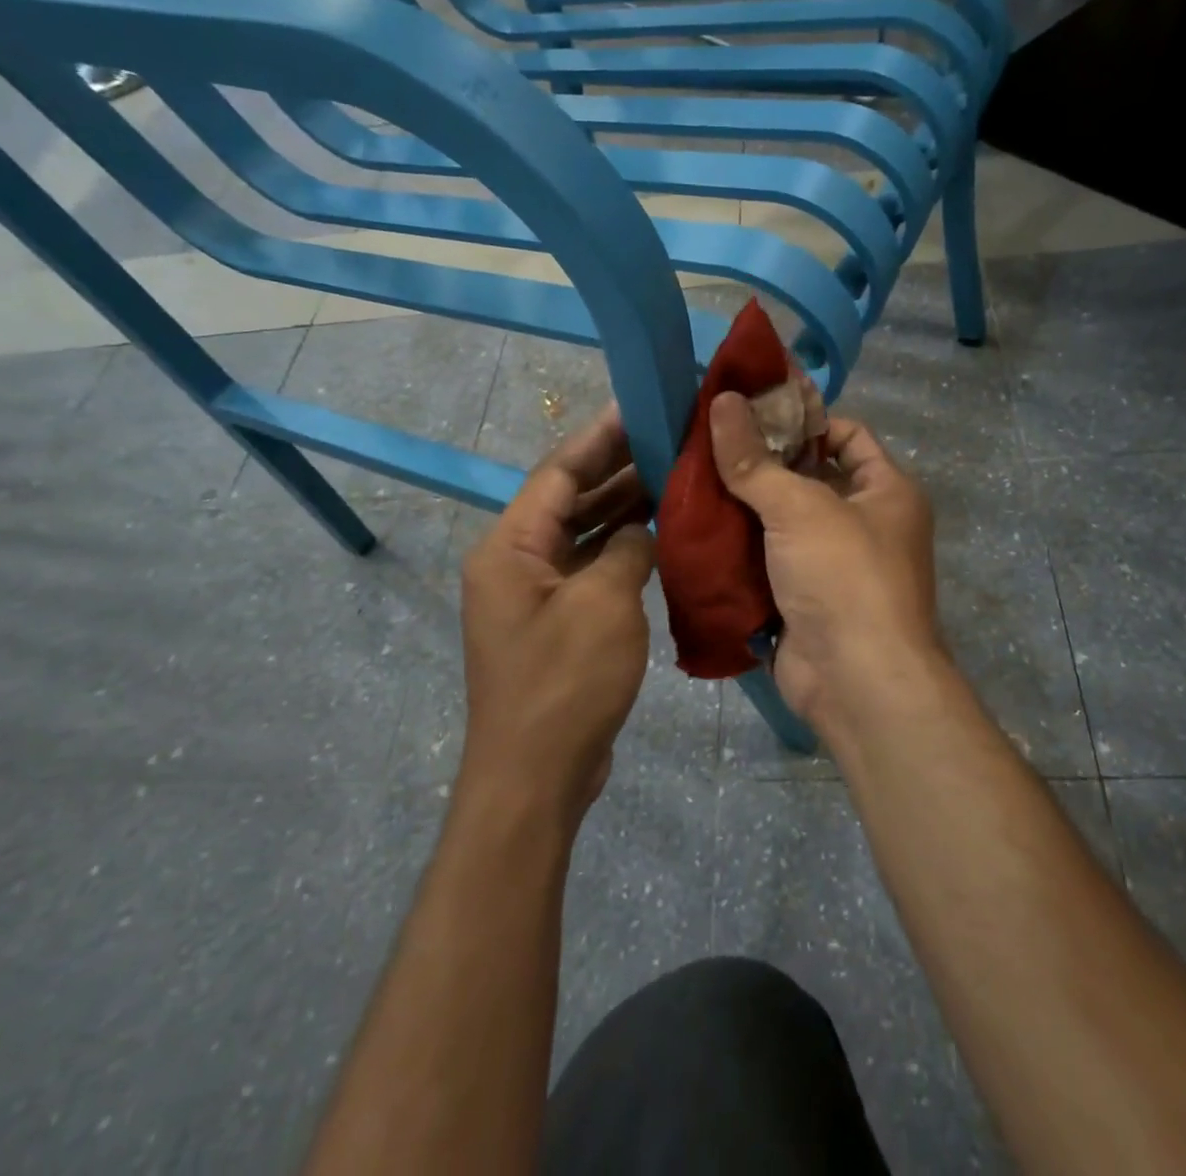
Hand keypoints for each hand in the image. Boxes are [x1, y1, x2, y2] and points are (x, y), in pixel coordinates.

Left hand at [460, 406, 655, 823]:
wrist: (536, 778)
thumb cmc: (564, 683)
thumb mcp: (603, 604)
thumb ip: (627, 549)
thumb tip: (642, 529)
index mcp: (510, 546)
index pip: (558, 472)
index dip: (600, 437)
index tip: (639, 407)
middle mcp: (515, 561)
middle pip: (570, 498)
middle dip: (617, 467)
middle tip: (669, 438)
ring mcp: (536, 594)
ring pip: (583, 533)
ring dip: (624, 507)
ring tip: (674, 475)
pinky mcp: (557, 621)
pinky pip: (591, 567)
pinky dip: (623, 549)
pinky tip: (661, 534)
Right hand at [709, 393, 948, 733]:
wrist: (856, 683)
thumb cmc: (844, 577)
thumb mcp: (800, 507)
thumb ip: (755, 459)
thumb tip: (721, 401)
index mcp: (886, 490)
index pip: (846, 434)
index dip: (803, 418)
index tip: (750, 411)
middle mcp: (865, 522)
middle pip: (808, 476)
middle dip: (761, 462)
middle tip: (705, 442)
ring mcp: (833, 564)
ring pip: (781, 520)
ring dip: (743, 505)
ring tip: (690, 477)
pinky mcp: (804, 598)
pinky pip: (767, 560)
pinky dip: (738, 547)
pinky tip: (697, 527)